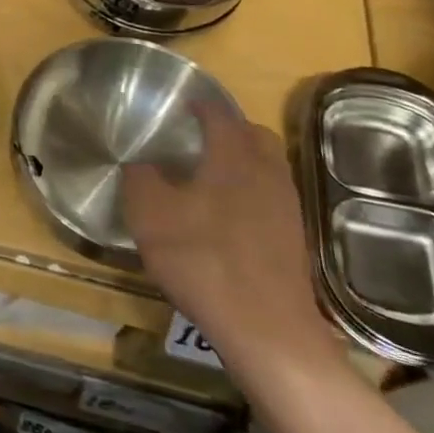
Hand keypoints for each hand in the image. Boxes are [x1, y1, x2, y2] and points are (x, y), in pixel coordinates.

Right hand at [121, 105, 336, 374]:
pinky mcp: (293, 240)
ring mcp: (286, 208)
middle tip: (199, 137)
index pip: (221, 115)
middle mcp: (267, 173)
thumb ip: (140, 180)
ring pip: (266, 168)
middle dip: (229, 129)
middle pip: (254, 136)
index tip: (184, 103)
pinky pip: (270, 199)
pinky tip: (225, 217)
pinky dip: (249, 194)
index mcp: (234, 157)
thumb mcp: (150, 215)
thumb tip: (141, 164)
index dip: (202, 105)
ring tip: (208, 176)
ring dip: (242, 162)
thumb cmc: (203, 259)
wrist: (266, 329)